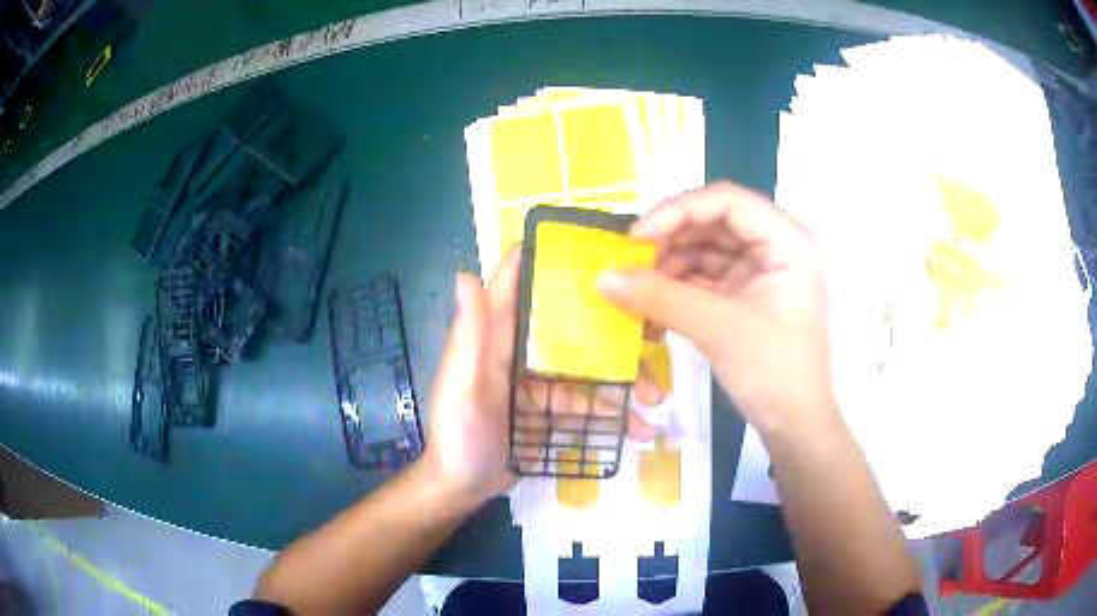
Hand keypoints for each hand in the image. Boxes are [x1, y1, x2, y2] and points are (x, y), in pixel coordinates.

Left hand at [422, 249, 661, 505]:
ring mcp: (538, 381)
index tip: (596, 249)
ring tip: (656, 398)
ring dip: (621, 381)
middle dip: (610, 329)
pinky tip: (638, 428)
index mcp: (495, 335)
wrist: (462, 487)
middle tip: (652, 335)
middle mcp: (519, 350)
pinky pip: (585, 405)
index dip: (550, 259)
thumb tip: (465, 273)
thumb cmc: (457, 434)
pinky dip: (611, 415)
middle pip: (569, 326)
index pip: (518, 283)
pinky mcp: (550, 409)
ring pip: (586, 369)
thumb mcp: (460, 385)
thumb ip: (468, 335)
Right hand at [598, 182, 838, 437]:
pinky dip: (676, 288)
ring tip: (634, 290)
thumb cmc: (774, 374)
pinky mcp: (745, 295)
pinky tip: (650, 303)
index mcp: (788, 241)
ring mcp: (760, 271)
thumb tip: (601, 277)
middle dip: (668, 241)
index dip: (678, 211)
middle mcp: (775, 246)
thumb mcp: (719, 330)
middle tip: (627, 264)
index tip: (636, 239)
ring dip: (667, 266)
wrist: (795, 426)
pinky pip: (703, 277)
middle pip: (713, 223)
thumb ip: (661, 298)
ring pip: (704, 250)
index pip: (727, 202)